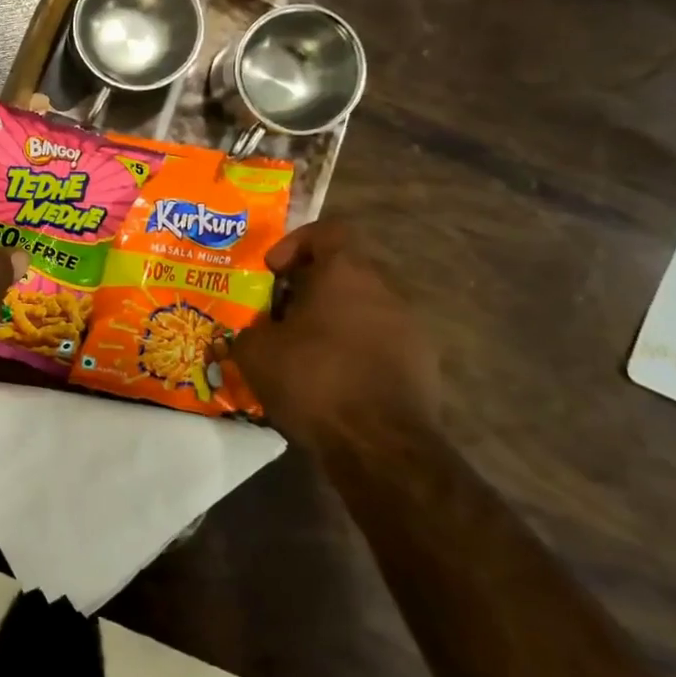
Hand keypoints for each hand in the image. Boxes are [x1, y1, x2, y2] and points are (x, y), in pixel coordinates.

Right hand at [230, 222, 437, 441]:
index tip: (273, 271)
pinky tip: (333, 382)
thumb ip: (252, 329)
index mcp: (345, 272)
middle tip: (280, 316)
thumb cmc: (313, 380)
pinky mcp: (423, 364)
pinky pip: (380, 342)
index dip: (295, 243)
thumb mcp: (256, 352)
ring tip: (303, 353)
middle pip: (344, 271)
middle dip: (310, 288)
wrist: (380, 445)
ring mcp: (410, 327)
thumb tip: (255, 330)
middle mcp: (384, 289)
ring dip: (333, 321)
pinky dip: (355, 351)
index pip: (327, 231)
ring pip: (362, 308)